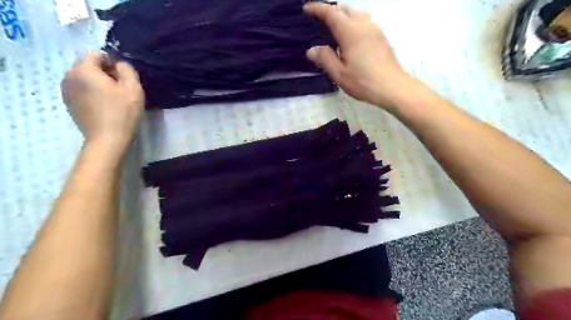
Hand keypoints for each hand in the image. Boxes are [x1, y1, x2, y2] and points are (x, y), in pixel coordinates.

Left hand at [60, 53, 142, 150]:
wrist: (107, 140)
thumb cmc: (122, 112)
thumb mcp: (133, 88)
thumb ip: (127, 69)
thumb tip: (119, 64)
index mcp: (83, 69)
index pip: (97, 54)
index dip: (114, 62)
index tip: (126, 78)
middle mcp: (69, 76)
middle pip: (89, 66)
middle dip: (105, 73)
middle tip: (122, 89)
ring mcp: (66, 91)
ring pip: (85, 79)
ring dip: (99, 84)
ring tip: (114, 99)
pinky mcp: (69, 104)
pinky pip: (82, 91)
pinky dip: (92, 94)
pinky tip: (105, 107)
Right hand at [303, 2, 414, 108]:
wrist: (392, 87)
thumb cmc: (363, 81)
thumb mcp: (339, 74)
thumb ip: (325, 59)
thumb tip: (311, 50)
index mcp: (351, 32)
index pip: (331, 13)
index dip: (317, 9)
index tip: (306, 9)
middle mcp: (364, 25)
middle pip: (345, 9)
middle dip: (331, 10)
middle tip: (319, 20)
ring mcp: (375, 30)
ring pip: (357, 14)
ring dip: (343, 16)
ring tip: (334, 28)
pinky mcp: (381, 37)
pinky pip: (364, 22)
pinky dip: (353, 23)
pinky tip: (350, 38)